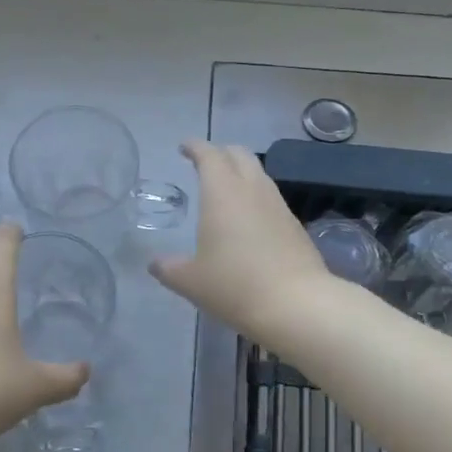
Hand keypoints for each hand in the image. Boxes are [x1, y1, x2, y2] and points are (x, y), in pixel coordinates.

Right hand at [148, 141, 335, 343]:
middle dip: (220, 152)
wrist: (297, 304)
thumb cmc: (235, 285)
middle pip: (238, 154)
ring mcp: (278, 204)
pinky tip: (249, 217)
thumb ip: (169, 268)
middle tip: (205, 163)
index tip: (184, 147)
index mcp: (222, 192)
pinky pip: (270, 196)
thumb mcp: (191, 281)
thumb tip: (155, 264)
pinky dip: (255, 195)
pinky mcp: (294, 224)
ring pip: (258, 173)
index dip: (195, 147)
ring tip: (226, 188)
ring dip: (241, 172)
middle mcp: (252, 189)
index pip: (208, 155)